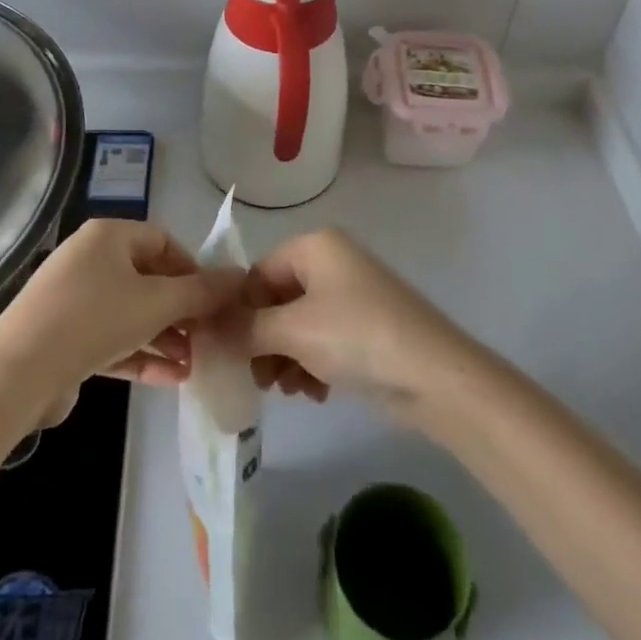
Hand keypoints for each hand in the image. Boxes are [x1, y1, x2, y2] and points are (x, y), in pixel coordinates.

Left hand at [0, 219, 241, 424]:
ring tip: (195, 364)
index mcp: (108, 236)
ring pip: (132, 313)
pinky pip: (112, 339)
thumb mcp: (156, 303)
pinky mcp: (65, 338)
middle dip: (182, 310)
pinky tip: (171, 379)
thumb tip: (239, 277)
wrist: (18, 374)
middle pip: (149, 279)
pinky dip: (140, 354)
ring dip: (165, 337)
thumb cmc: (94, 319)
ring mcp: (74, 300)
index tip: (215, 300)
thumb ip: (201, 292)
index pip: (163, 241)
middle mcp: (90, 260)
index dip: (193, 268)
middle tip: (209, 336)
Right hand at [231, 227, 474, 415]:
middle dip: (262, 341)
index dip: (238, 313)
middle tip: (257, 379)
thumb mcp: (292, 331)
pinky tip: (314, 393)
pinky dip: (311, 364)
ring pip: (297, 325)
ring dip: (285, 358)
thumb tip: (204, 330)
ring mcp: (351, 296)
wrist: (435, 376)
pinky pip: (323, 340)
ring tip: (288, 390)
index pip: (256, 274)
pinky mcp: (366, 328)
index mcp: (314, 246)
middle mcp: (331, 262)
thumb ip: (243, 328)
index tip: (226, 352)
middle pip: (276, 301)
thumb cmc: (356, 337)